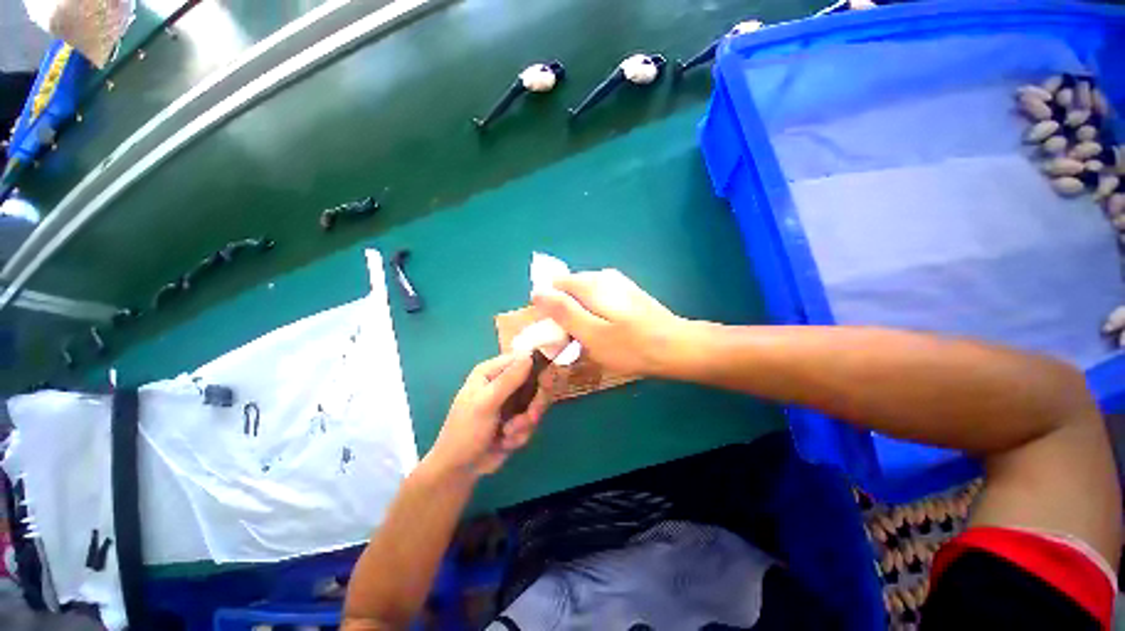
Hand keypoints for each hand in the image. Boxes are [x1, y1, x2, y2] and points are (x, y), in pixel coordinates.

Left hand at [428, 353, 549, 476]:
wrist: (460, 469)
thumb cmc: (466, 431)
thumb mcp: (486, 403)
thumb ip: (508, 380)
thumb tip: (530, 356)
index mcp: (492, 371)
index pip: (523, 359)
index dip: (539, 367)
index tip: (546, 383)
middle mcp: (504, 382)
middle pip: (537, 381)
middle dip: (535, 403)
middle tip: (531, 416)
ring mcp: (512, 401)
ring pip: (537, 403)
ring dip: (526, 422)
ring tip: (508, 434)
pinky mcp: (518, 419)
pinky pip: (533, 421)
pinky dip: (521, 434)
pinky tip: (505, 442)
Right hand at [531, 269, 685, 376]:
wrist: (676, 347)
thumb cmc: (630, 346)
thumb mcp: (590, 333)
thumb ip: (563, 311)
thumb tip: (537, 292)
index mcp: (589, 283)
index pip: (552, 285)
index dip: (548, 308)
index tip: (555, 332)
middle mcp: (601, 276)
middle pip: (568, 290)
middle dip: (564, 312)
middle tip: (572, 340)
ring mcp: (616, 283)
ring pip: (583, 297)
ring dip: (579, 315)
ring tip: (590, 339)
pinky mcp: (626, 293)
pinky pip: (598, 301)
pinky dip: (594, 314)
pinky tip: (606, 332)